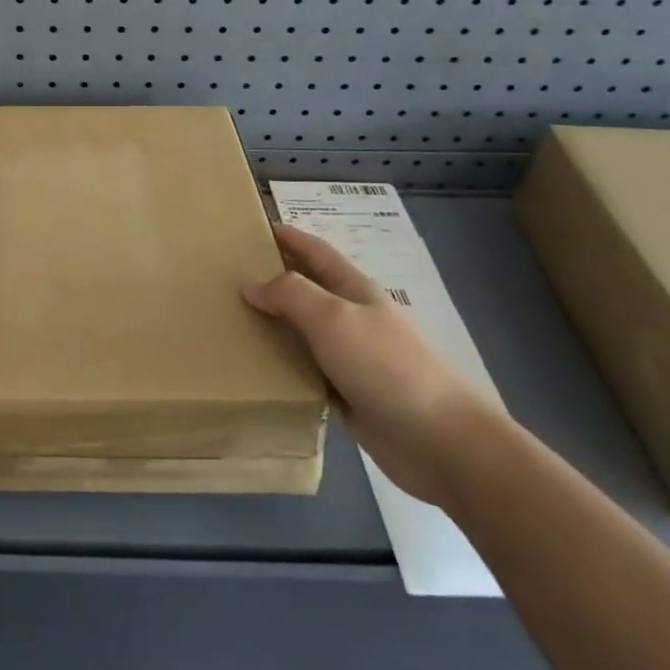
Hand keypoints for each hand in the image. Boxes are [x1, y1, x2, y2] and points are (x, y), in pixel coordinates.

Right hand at [243, 224, 495, 505]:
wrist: (439, 441)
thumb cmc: (386, 366)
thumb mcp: (333, 318)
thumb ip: (290, 294)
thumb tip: (250, 285)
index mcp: (354, 290)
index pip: (316, 252)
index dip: (289, 237)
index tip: (253, 228)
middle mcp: (351, 318)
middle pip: (306, 289)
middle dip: (273, 277)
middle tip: (230, 275)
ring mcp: (350, 357)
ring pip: (302, 331)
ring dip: (272, 323)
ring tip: (232, 320)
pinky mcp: (345, 394)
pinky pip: (304, 370)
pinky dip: (280, 364)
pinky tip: (254, 367)